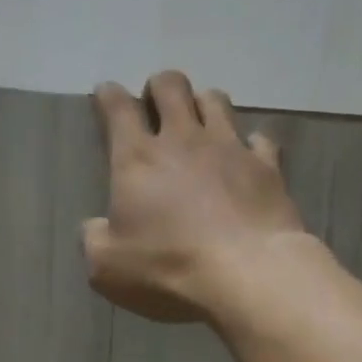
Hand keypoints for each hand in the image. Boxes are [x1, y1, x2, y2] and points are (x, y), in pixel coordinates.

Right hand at [85, 70, 308, 322]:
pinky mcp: (267, 167)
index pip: (118, 109)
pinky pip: (260, 139)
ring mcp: (230, 148)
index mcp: (137, 159)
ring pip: (215, 100)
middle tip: (156, 106)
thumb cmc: (167, 269)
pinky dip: (250, 144)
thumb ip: (95, 240)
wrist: (246, 275)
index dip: (109, 97)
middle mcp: (183, 140)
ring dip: (203, 105)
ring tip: (200, 123)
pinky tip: (248, 157)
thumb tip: (95, 227)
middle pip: (171, 87)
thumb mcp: (107, 268)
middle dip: (159, 88)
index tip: (106, 95)